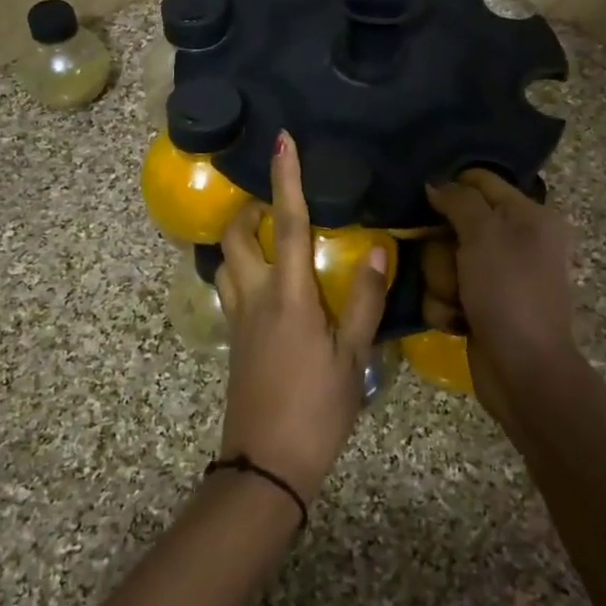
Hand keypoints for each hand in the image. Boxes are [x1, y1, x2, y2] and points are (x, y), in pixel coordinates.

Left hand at [214, 133, 388, 503]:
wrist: (266, 463)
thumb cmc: (317, 409)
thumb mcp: (353, 356)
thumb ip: (366, 300)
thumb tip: (381, 248)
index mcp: (288, 295)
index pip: (287, 222)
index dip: (286, 178)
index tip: (281, 141)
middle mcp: (255, 297)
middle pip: (235, 235)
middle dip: (246, 208)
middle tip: (273, 200)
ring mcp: (238, 318)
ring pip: (225, 261)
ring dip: (239, 239)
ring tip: (267, 235)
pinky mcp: (234, 339)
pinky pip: (229, 287)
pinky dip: (240, 268)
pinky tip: (267, 281)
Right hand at [424, 170, 584, 428]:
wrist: (524, 371)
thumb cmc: (509, 292)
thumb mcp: (485, 234)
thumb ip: (459, 200)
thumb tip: (435, 183)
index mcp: (531, 215)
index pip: (481, 181)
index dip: (450, 188)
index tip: (424, 203)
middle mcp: (517, 241)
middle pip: (455, 224)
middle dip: (442, 248)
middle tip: (451, 264)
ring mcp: (498, 277)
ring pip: (444, 260)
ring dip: (442, 282)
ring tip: (456, 301)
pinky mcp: (482, 306)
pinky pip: (447, 292)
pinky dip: (446, 307)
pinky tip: (457, 322)